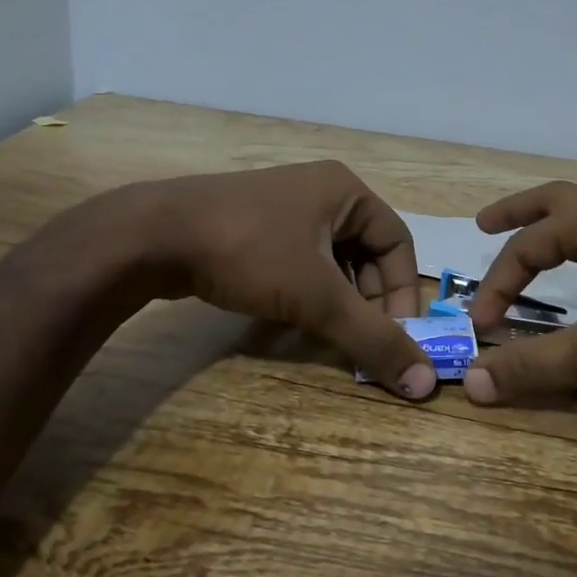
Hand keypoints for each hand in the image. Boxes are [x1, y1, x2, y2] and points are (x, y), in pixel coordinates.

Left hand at [127, 160, 436, 397]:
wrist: (153, 235)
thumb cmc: (249, 252)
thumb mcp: (318, 297)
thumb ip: (372, 338)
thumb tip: (424, 384)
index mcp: (346, 191)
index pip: (397, 243)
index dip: (402, 293)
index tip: (395, 337)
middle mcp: (321, 192)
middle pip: (366, 253)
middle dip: (368, 301)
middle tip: (361, 341)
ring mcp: (284, 207)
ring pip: (332, 261)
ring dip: (338, 301)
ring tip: (331, 336)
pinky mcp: (255, 227)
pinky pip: (300, 262)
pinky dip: (308, 293)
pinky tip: (296, 322)